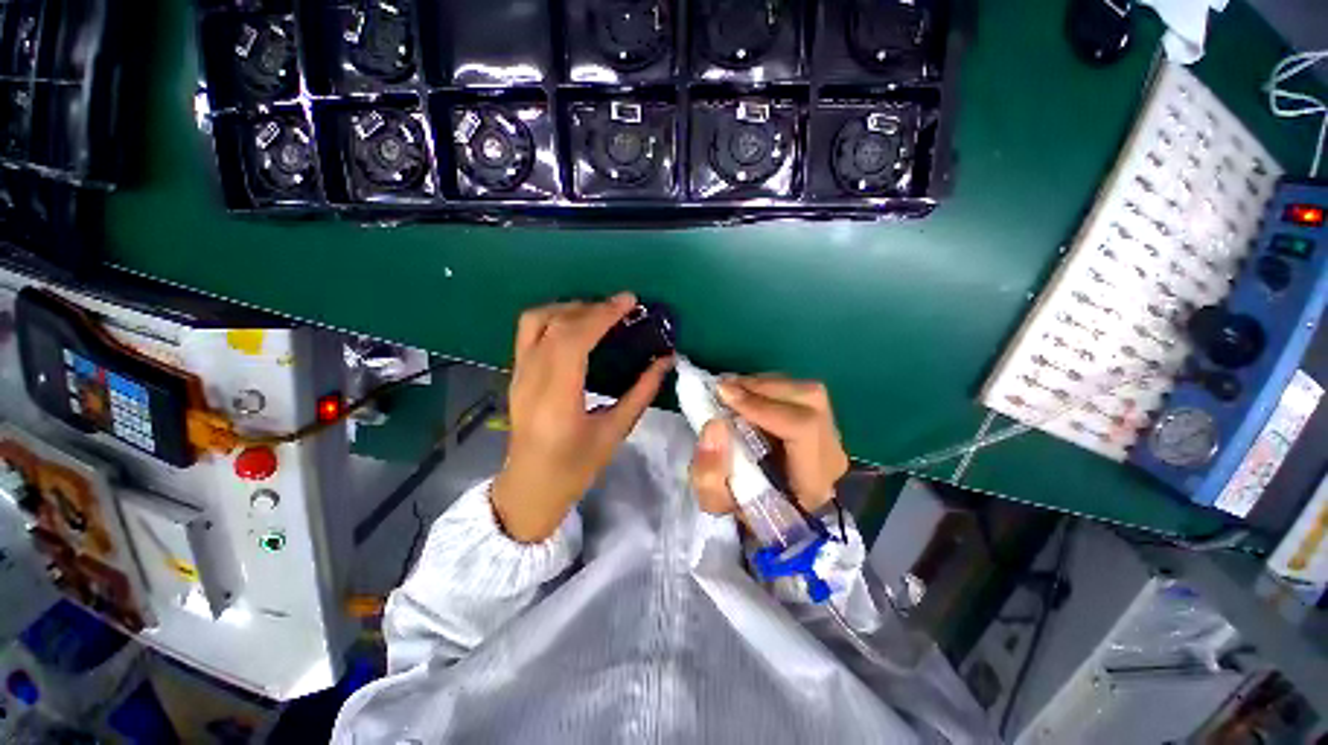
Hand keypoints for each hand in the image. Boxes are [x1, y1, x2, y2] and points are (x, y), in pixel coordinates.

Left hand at [491, 293, 673, 542]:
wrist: (529, 488)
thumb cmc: (575, 468)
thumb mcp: (615, 432)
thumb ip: (641, 392)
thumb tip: (665, 361)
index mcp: (556, 399)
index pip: (573, 340)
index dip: (602, 315)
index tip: (629, 302)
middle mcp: (530, 379)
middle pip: (555, 324)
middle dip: (591, 308)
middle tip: (622, 307)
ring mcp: (517, 374)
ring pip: (535, 321)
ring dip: (568, 307)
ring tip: (598, 312)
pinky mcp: (515, 373)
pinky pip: (529, 331)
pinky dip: (555, 317)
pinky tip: (577, 325)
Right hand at [690, 376, 848, 515]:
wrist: (772, 519)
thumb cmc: (744, 513)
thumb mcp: (717, 505)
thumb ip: (710, 472)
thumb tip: (715, 424)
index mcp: (813, 483)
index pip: (803, 428)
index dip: (762, 406)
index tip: (723, 396)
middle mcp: (831, 456)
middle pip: (810, 401)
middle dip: (762, 388)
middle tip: (724, 389)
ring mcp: (832, 438)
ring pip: (808, 392)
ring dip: (766, 385)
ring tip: (733, 391)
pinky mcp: (824, 426)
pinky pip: (801, 394)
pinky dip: (771, 387)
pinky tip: (748, 395)